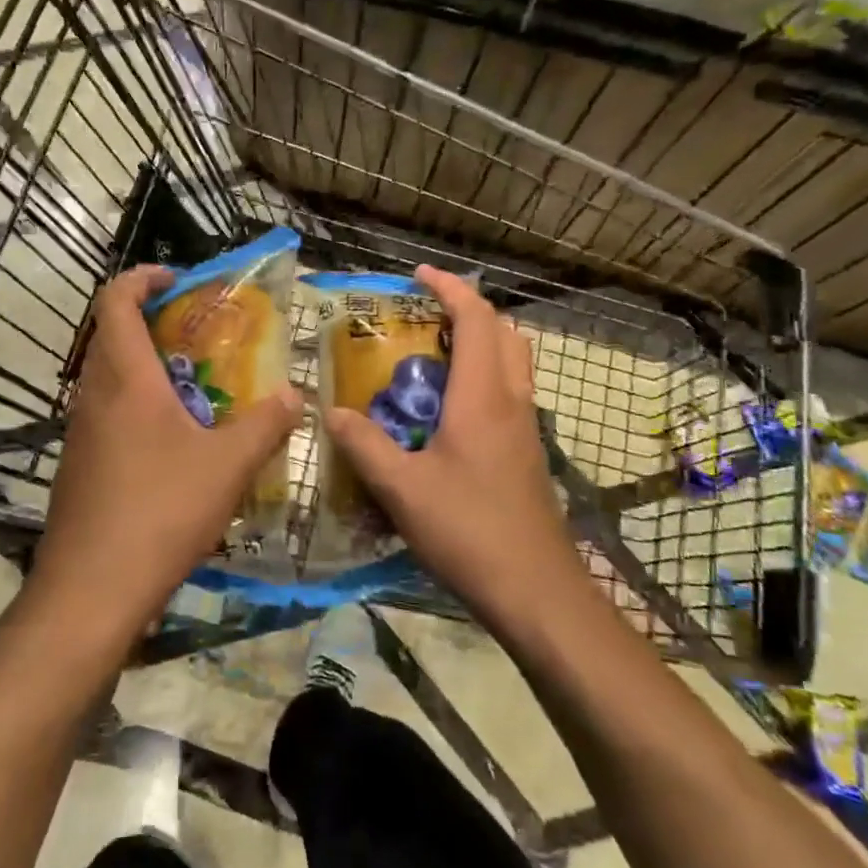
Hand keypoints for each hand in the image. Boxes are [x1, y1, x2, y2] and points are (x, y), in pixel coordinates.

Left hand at [31, 264, 300, 645]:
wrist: (90, 591)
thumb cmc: (159, 512)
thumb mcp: (227, 466)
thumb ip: (265, 425)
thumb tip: (295, 395)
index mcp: (125, 377)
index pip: (116, 300)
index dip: (143, 278)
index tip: (179, 280)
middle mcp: (94, 394)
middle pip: (111, 334)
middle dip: (152, 321)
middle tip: (199, 333)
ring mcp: (80, 431)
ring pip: (109, 376)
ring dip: (146, 366)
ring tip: (196, 386)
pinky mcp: (78, 464)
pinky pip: (107, 413)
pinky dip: (137, 405)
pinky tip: (173, 442)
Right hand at [323, 265, 581, 637]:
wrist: (538, 592)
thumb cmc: (469, 531)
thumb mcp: (401, 488)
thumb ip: (363, 445)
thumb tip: (330, 412)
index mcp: (483, 397)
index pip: (475, 319)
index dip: (449, 288)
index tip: (418, 274)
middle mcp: (511, 401)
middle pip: (503, 332)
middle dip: (467, 309)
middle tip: (425, 313)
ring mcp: (526, 429)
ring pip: (512, 362)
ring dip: (479, 341)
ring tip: (434, 354)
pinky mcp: (528, 454)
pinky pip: (509, 392)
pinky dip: (483, 376)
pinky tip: (448, 411)